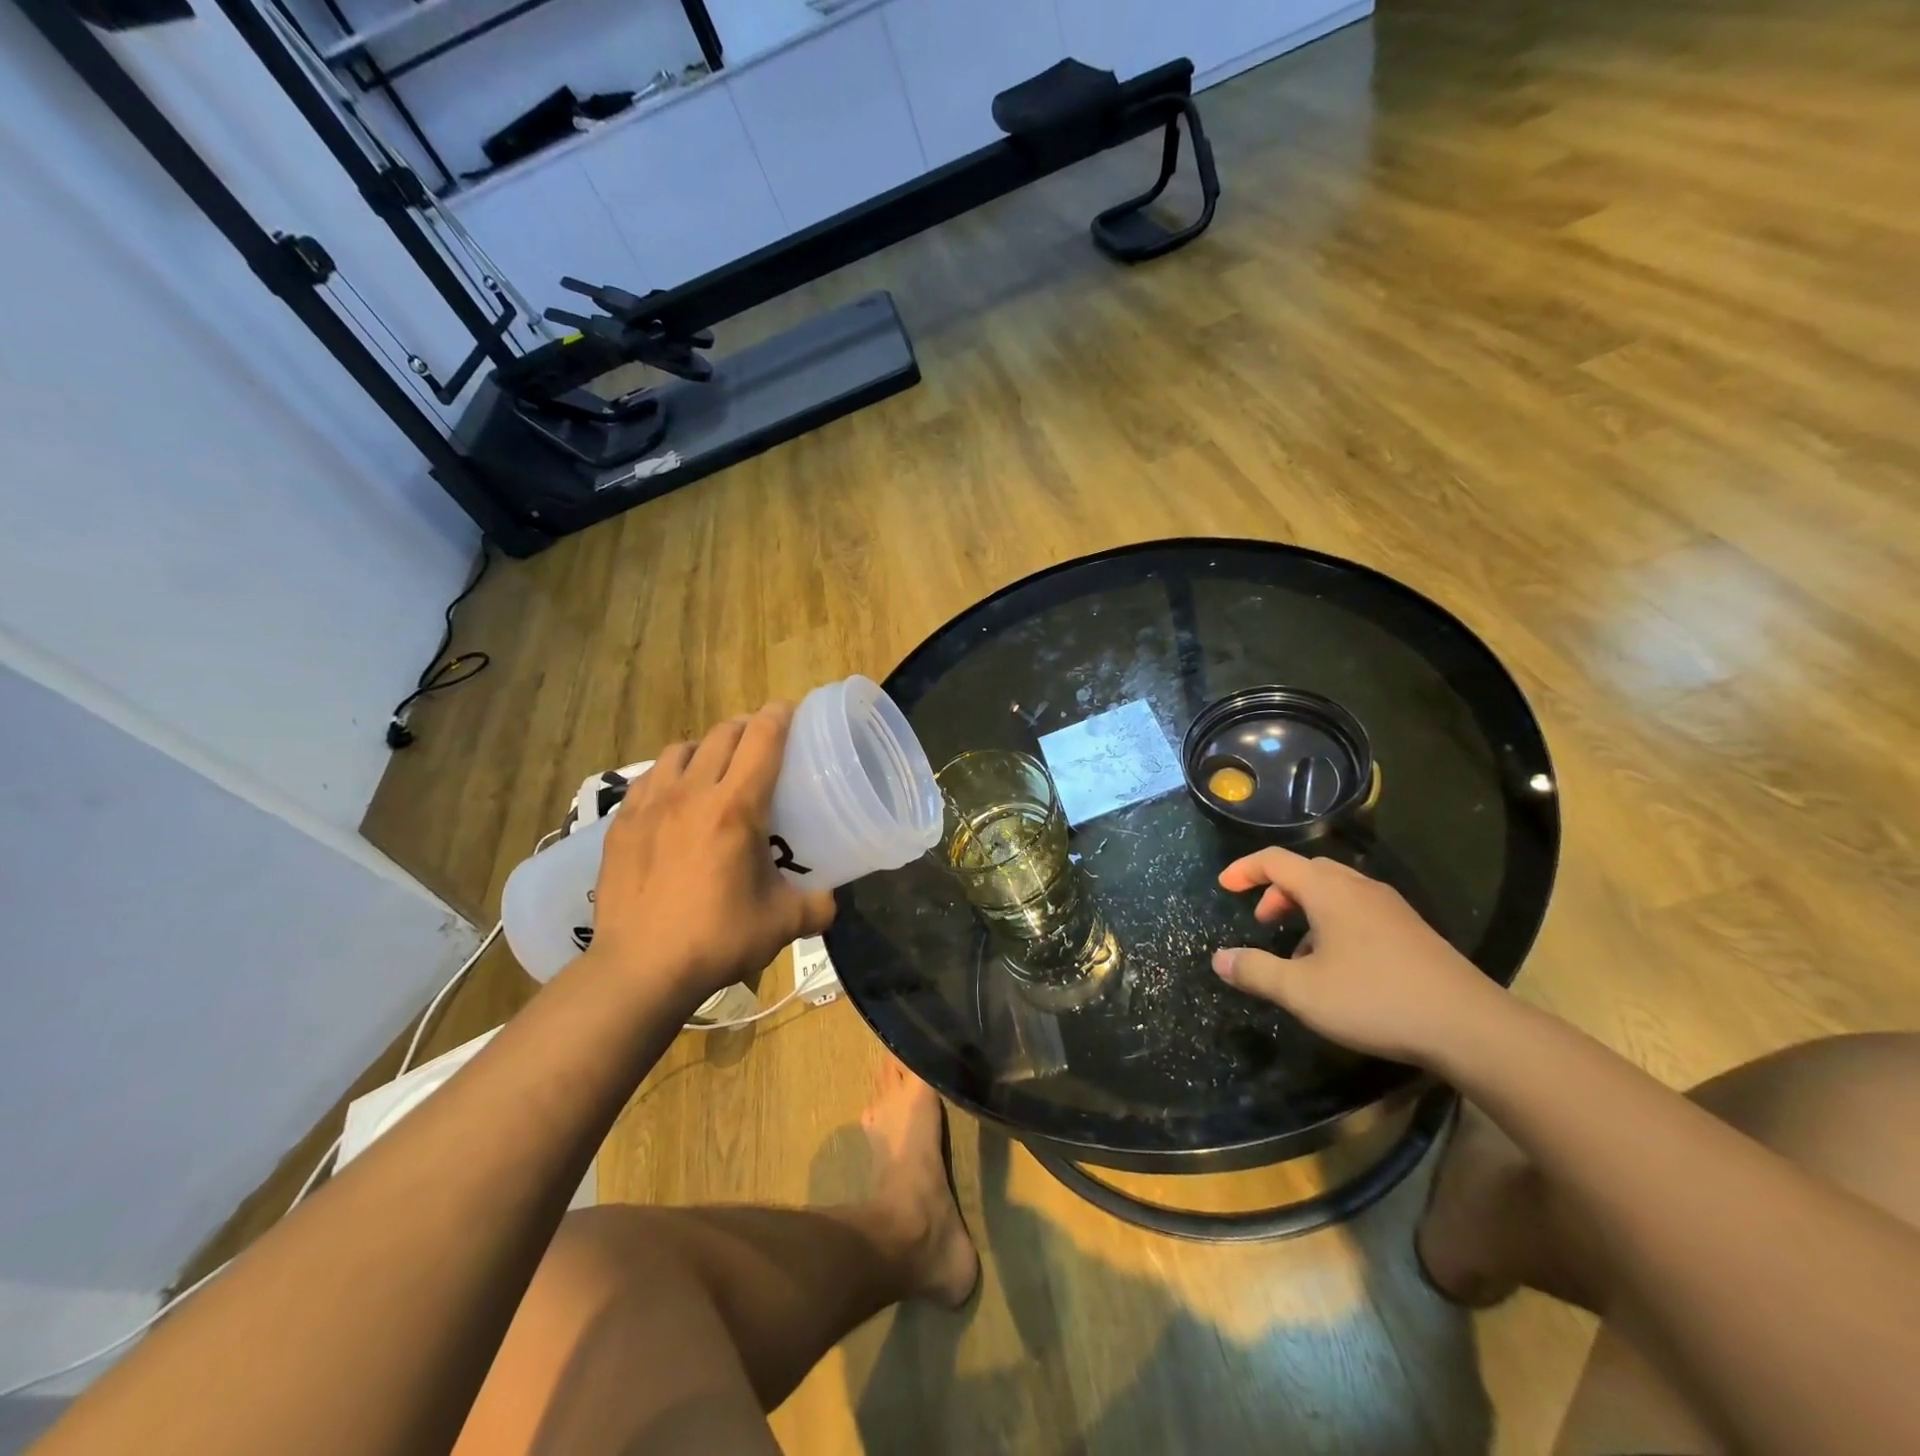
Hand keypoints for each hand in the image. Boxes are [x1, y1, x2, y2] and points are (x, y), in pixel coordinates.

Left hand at [586, 703, 835, 1005]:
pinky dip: (670, 775)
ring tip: (716, 768)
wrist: (638, 970)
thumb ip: (816, 905)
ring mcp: (650, 806)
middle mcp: (692, 793)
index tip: (791, 712)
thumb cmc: (716, 940)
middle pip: (722, 734)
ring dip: (706, 748)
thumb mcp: (781, 924)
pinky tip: (675, 799)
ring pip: (681, 749)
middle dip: (747, 728)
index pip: (762, 739)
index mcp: (735, 808)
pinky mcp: (621, 824)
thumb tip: (829, 899)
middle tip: (762, 744)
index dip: (780, 717)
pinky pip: (649, 778)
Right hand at [1211, 846, 1502, 1066]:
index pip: (1275, 860)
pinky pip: (1358, 910)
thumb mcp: (1302, 991)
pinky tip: (1338, 965)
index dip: (1244, 869)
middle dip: (1276, 890)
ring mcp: (1390, 908)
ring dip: (1305, 907)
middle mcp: (1359, 888)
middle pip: (1307, 871)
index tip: (1223, 886)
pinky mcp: (1412, 931)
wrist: (1470, 1027)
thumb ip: (1256, 971)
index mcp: (1329, 890)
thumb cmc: (1376, 1000)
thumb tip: (1219, 959)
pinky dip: (1333, 921)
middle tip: (1262, 921)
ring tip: (1297, 949)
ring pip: (1335, 890)